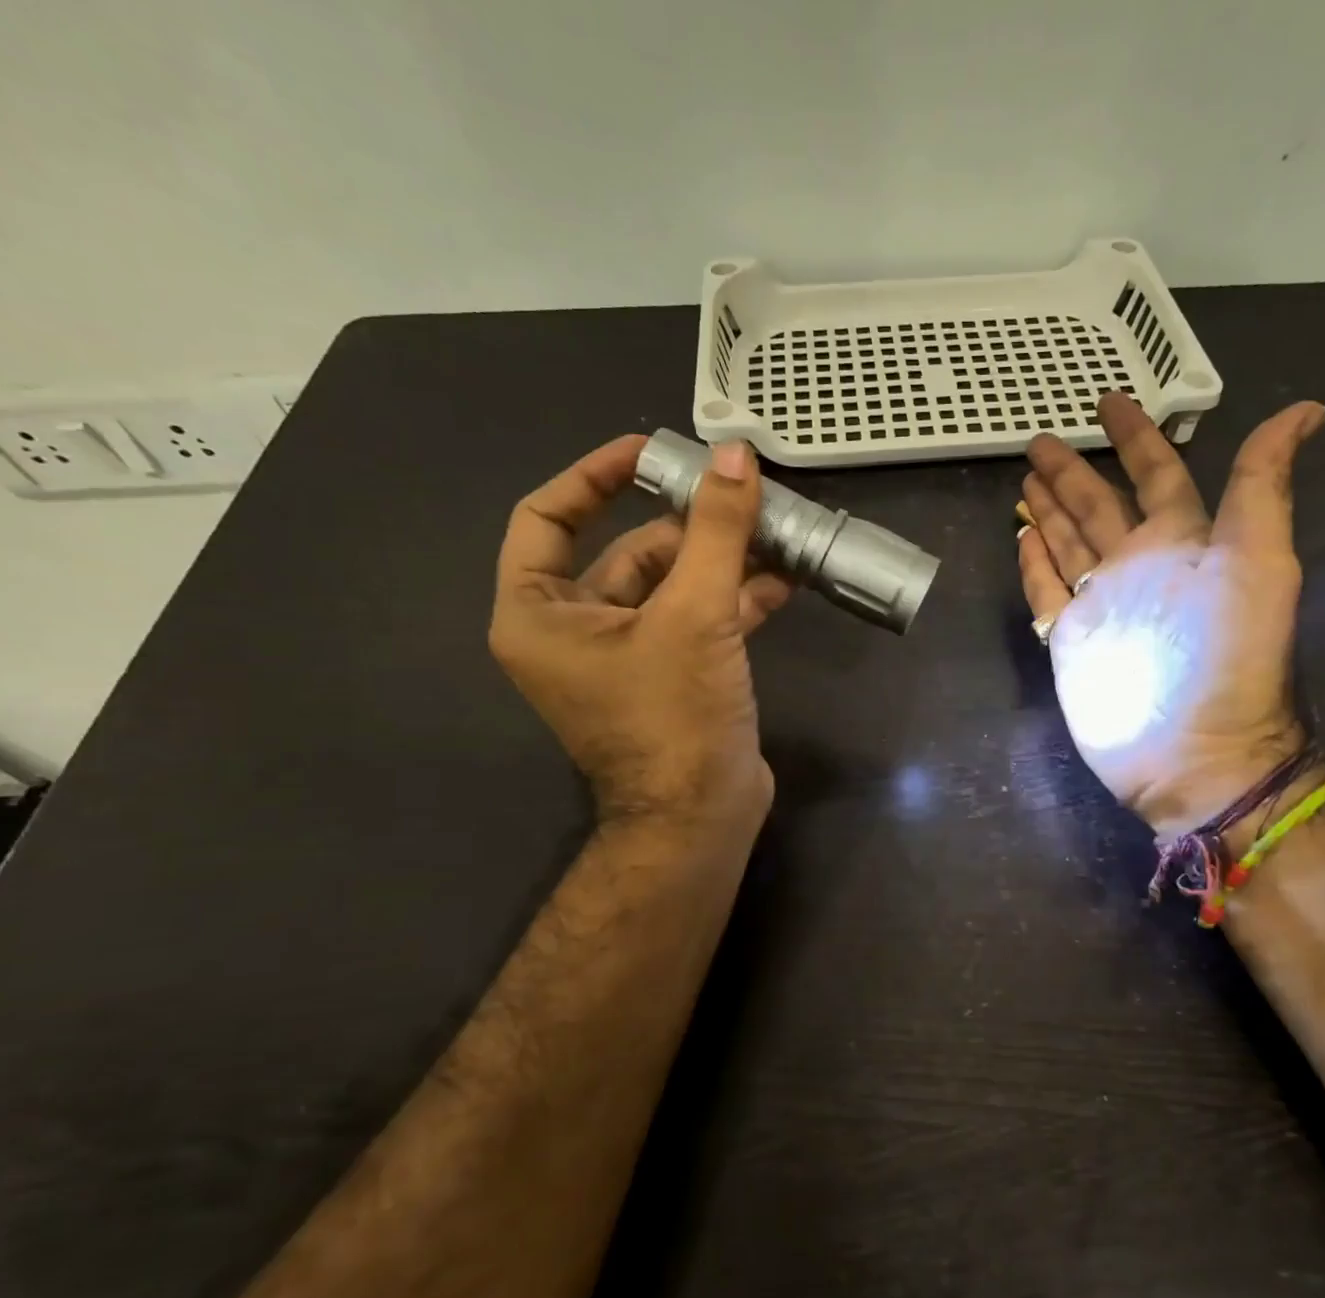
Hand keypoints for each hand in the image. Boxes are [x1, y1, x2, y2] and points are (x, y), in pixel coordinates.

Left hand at [490, 435, 791, 827]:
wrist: (699, 819)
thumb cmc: (674, 718)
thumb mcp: (695, 615)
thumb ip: (716, 532)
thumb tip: (735, 456)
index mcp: (540, 614)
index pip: (546, 517)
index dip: (595, 475)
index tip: (651, 451)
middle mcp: (572, 633)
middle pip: (624, 552)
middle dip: (688, 525)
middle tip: (741, 495)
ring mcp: (625, 659)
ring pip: (670, 587)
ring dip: (721, 561)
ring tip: (775, 531)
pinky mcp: (670, 678)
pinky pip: (695, 621)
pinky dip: (734, 600)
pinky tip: (783, 580)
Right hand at [1015, 393, 1324, 839]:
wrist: (1192, 752)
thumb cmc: (1227, 658)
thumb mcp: (1260, 562)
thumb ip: (1263, 487)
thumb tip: (1308, 408)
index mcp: (1180, 542)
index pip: (1155, 474)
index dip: (1135, 436)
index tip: (1110, 401)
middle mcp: (1136, 567)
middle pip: (1098, 507)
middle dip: (1072, 472)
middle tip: (1041, 439)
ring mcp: (1098, 605)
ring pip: (1068, 544)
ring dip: (1049, 511)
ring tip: (1026, 480)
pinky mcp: (1068, 641)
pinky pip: (1045, 592)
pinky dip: (1033, 566)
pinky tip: (1021, 538)